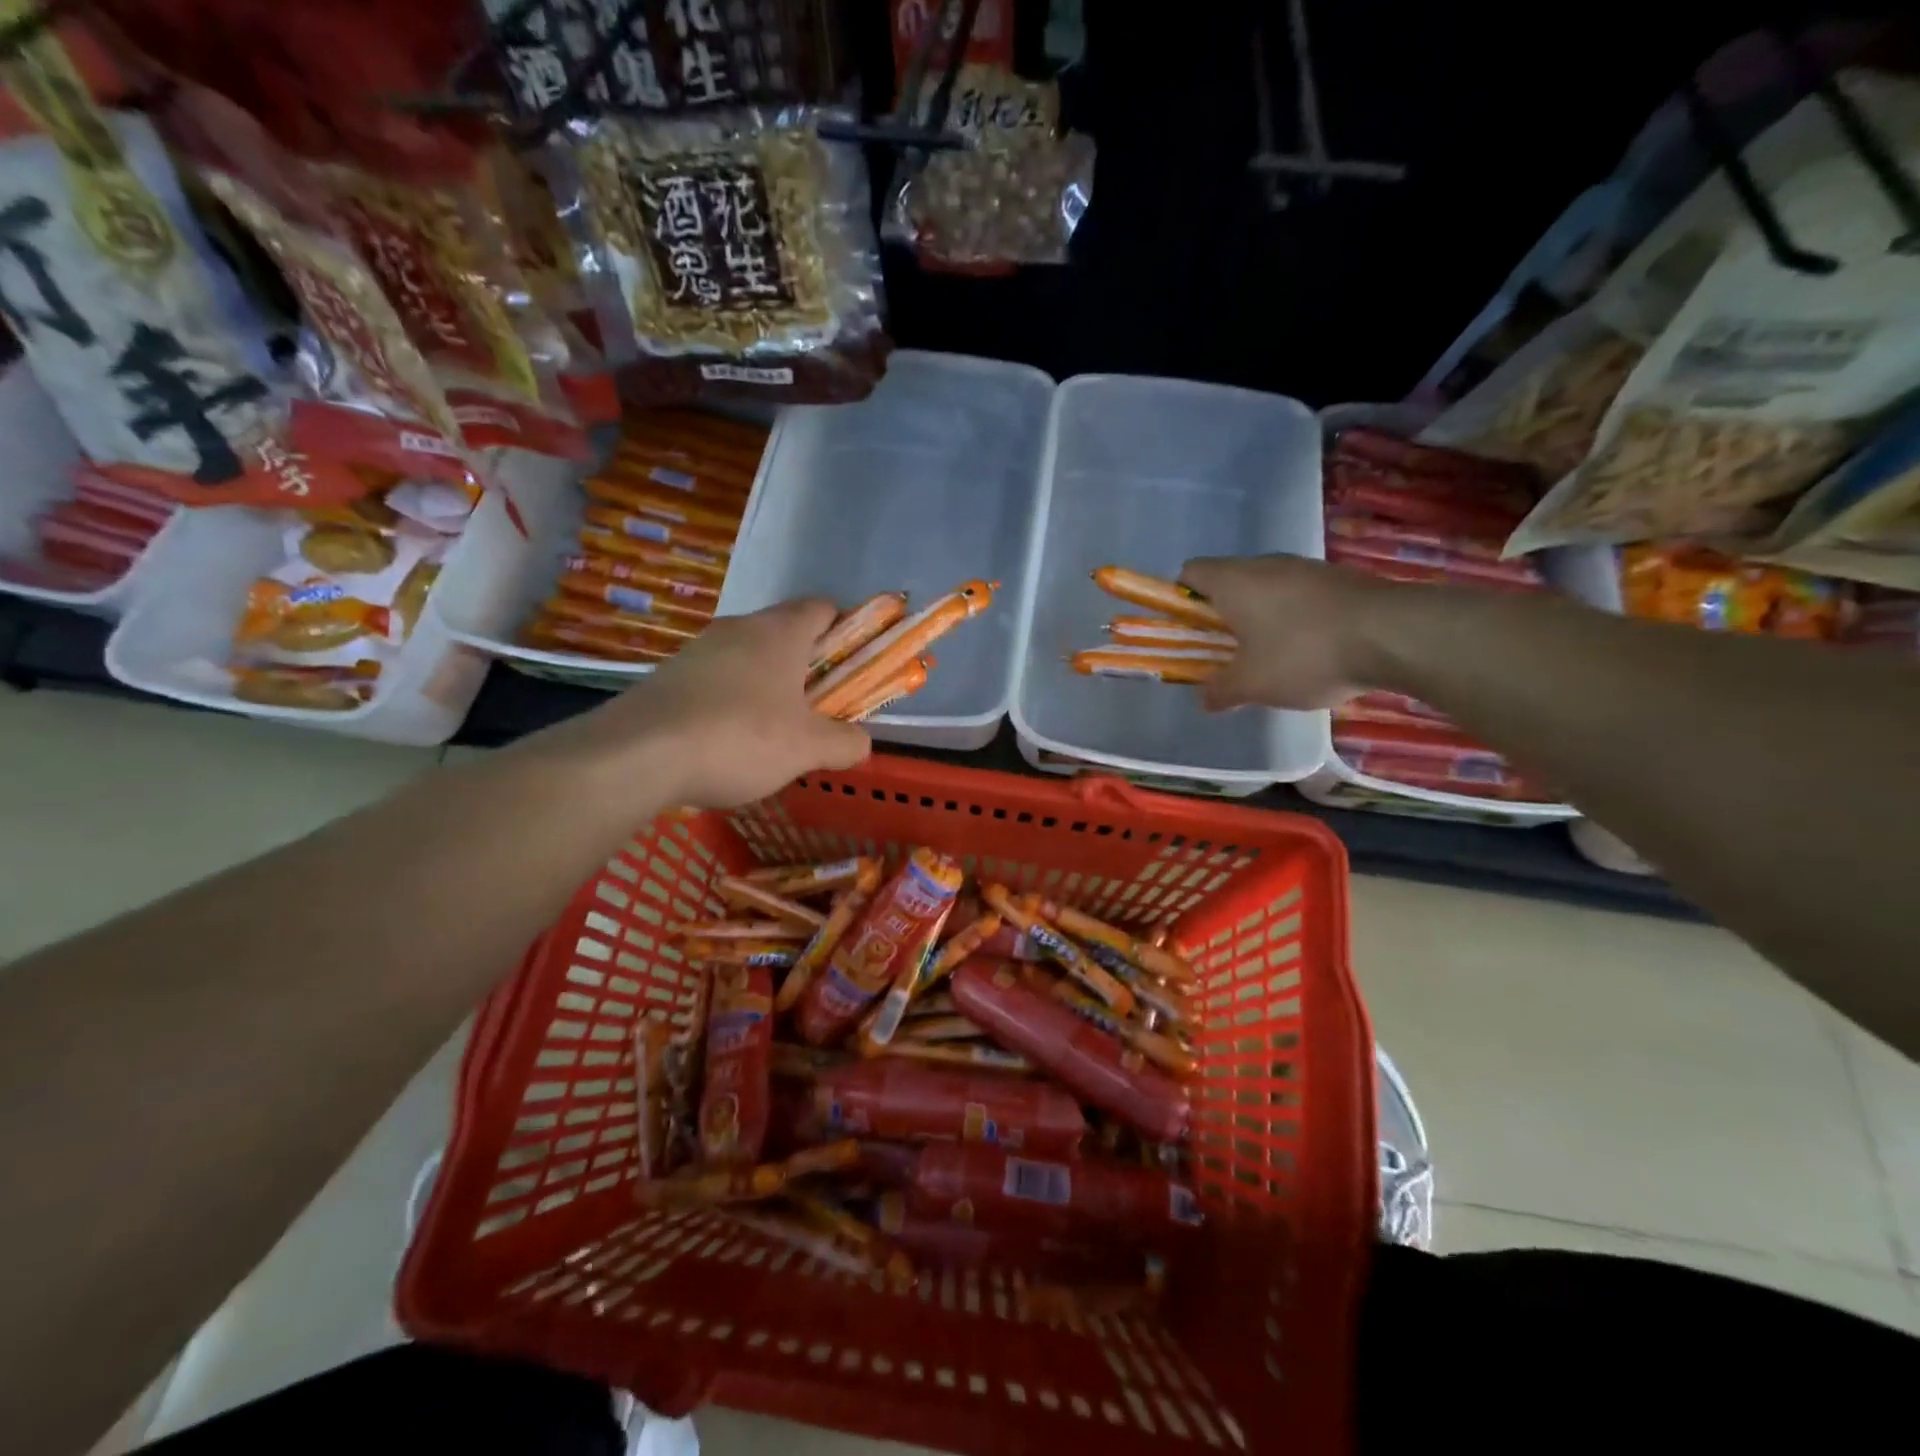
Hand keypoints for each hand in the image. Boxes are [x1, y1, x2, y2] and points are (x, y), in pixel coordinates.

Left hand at [524, 600, 871, 809]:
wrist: (638, 753)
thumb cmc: (740, 738)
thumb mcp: (807, 748)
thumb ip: (845, 742)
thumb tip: (862, 742)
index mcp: (780, 632)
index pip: (823, 608)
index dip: (846, 630)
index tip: (854, 665)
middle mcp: (740, 628)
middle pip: (786, 632)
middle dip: (808, 665)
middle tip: (820, 706)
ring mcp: (700, 649)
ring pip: (749, 656)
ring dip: (769, 683)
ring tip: (775, 730)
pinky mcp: (671, 674)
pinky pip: (717, 678)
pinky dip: (733, 699)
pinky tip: (730, 739)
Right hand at [1179, 555, 1405, 711]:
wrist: (1394, 635)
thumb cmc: (1304, 654)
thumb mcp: (1252, 684)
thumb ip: (1221, 691)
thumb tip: (1205, 699)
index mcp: (1233, 582)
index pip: (1190, 573)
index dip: (1181, 600)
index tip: (1189, 632)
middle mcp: (1266, 565)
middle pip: (1228, 581)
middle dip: (1222, 615)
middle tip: (1226, 652)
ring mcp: (1306, 568)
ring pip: (1267, 588)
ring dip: (1260, 617)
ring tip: (1271, 656)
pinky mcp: (1340, 579)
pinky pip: (1301, 595)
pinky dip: (1294, 618)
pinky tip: (1311, 651)